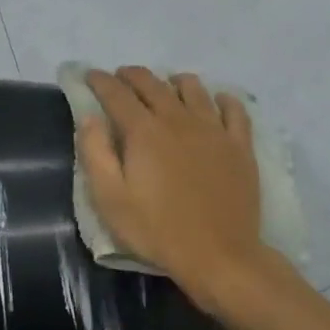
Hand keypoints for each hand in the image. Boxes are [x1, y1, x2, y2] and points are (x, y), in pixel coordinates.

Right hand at [76, 67, 269, 307]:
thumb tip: (90, 117)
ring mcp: (214, 130)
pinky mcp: (240, 146)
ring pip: (194, 89)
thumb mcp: (110, 200)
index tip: (91, 75)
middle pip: (153, 84)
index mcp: (144, 132)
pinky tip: (218, 101)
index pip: (117, 94)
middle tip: (121, 78)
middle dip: (132, 76)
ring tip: (166, 85)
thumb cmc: (157, 230)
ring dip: (174, 81)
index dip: (101, 81)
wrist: (219, 255)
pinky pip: (234, 109)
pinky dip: (222, 99)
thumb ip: (95, 153)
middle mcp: (179, 119)